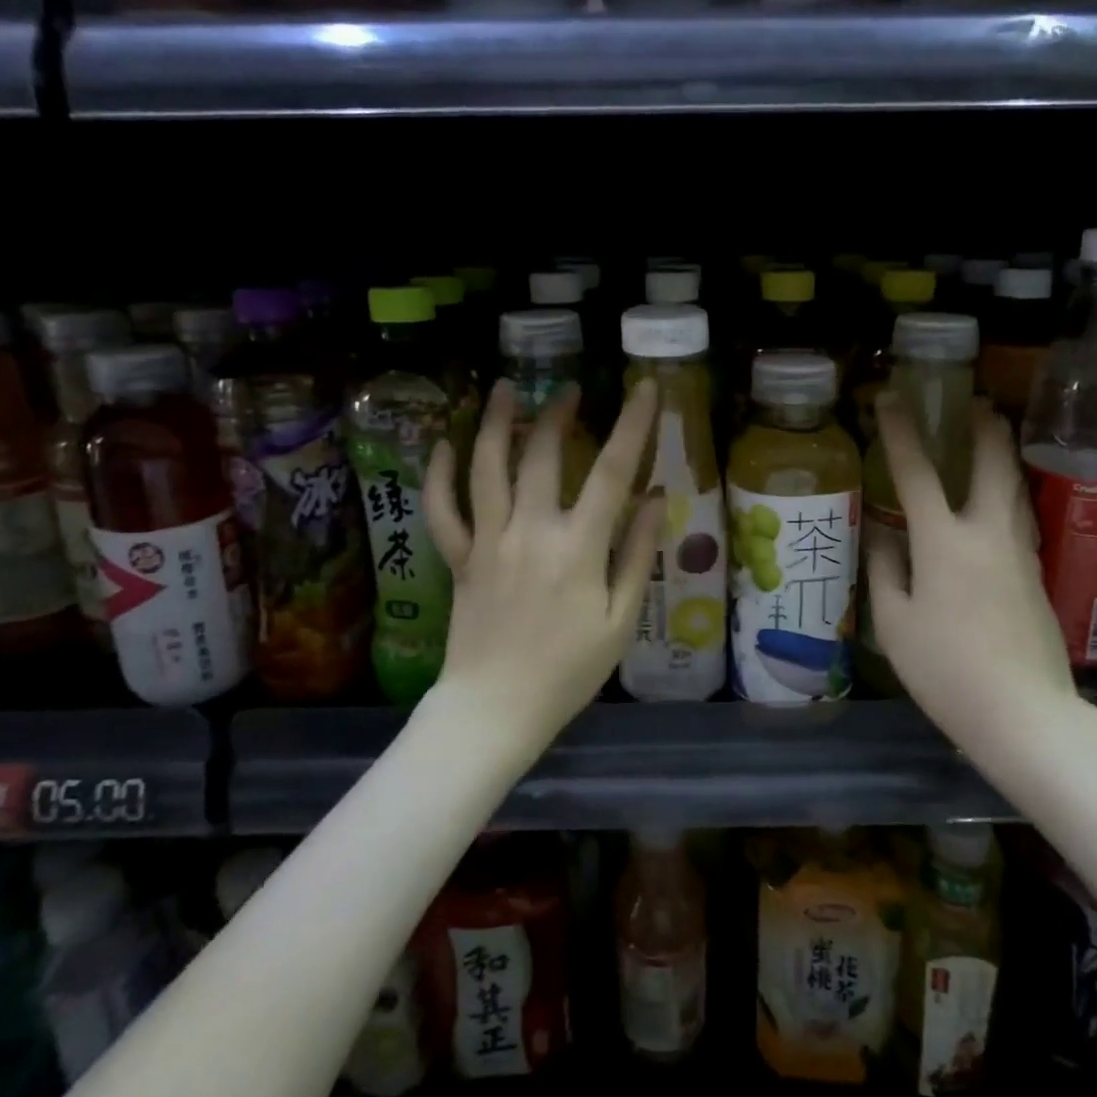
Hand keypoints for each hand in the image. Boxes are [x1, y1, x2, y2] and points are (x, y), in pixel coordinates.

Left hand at [423, 378, 664, 750]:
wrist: (495, 709)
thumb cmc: (568, 671)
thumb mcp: (621, 620)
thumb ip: (638, 554)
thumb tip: (657, 498)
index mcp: (578, 547)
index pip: (611, 471)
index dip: (633, 424)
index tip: (645, 387)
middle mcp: (530, 531)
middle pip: (541, 455)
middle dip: (557, 414)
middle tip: (569, 390)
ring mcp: (488, 541)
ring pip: (487, 468)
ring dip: (497, 423)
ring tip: (506, 388)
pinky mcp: (460, 558)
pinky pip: (442, 509)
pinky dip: (439, 475)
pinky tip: (443, 445)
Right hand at [867, 395, 1080, 769]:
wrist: (1024, 715)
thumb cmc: (945, 668)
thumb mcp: (894, 622)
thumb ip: (886, 569)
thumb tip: (883, 535)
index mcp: (944, 541)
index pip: (917, 472)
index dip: (901, 432)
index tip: (890, 399)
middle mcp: (988, 535)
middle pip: (994, 465)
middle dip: (985, 428)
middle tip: (977, 404)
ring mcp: (1020, 555)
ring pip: (1016, 490)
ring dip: (1003, 457)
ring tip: (992, 441)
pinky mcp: (1037, 578)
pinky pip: (1020, 520)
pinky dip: (1008, 495)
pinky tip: (999, 506)